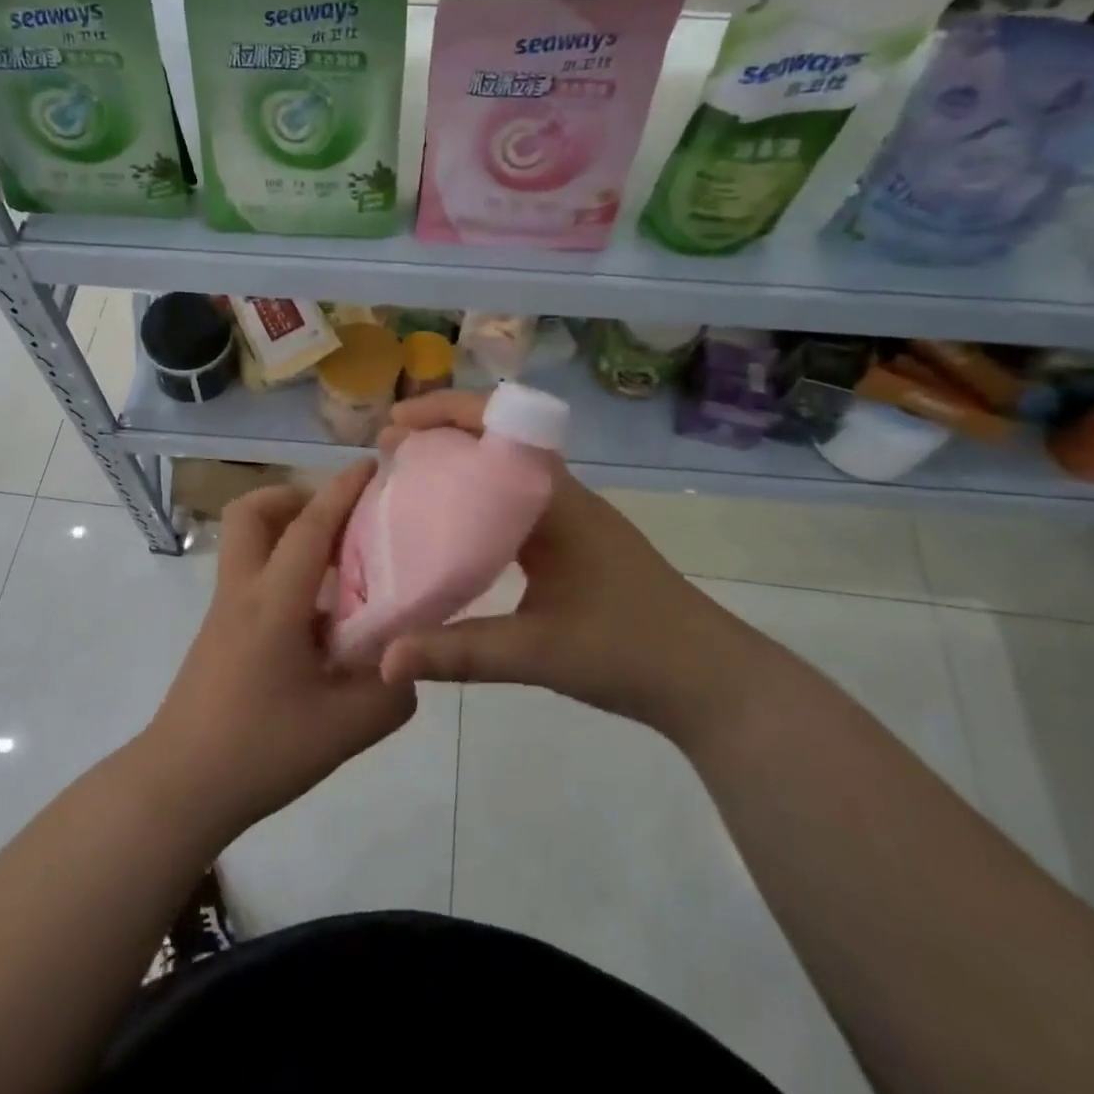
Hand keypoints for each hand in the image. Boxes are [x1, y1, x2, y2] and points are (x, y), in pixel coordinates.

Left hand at [143, 460, 416, 841]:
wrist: (179, 788)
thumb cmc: (259, 750)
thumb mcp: (343, 729)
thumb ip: (390, 692)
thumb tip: (409, 666)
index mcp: (274, 602)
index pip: (310, 526)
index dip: (342, 490)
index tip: (371, 465)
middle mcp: (243, 592)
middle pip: (252, 513)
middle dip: (295, 498)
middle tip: (339, 524)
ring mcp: (224, 612)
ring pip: (247, 543)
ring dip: (288, 535)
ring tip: (338, 569)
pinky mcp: (219, 634)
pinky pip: (252, 578)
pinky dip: (284, 573)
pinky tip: (319, 620)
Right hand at [374, 391, 752, 736]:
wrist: (709, 680)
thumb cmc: (630, 652)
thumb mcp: (538, 654)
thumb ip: (459, 654)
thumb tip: (384, 659)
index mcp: (557, 502)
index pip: (499, 428)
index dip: (446, 414)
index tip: (395, 425)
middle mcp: (563, 496)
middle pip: (496, 440)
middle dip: (440, 435)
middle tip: (386, 452)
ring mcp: (571, 518)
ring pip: (504, 472)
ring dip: (458, 466)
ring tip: (406, 482)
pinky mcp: (572, 542)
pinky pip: (513, 502)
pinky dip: (475, 500)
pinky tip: (449, 530)